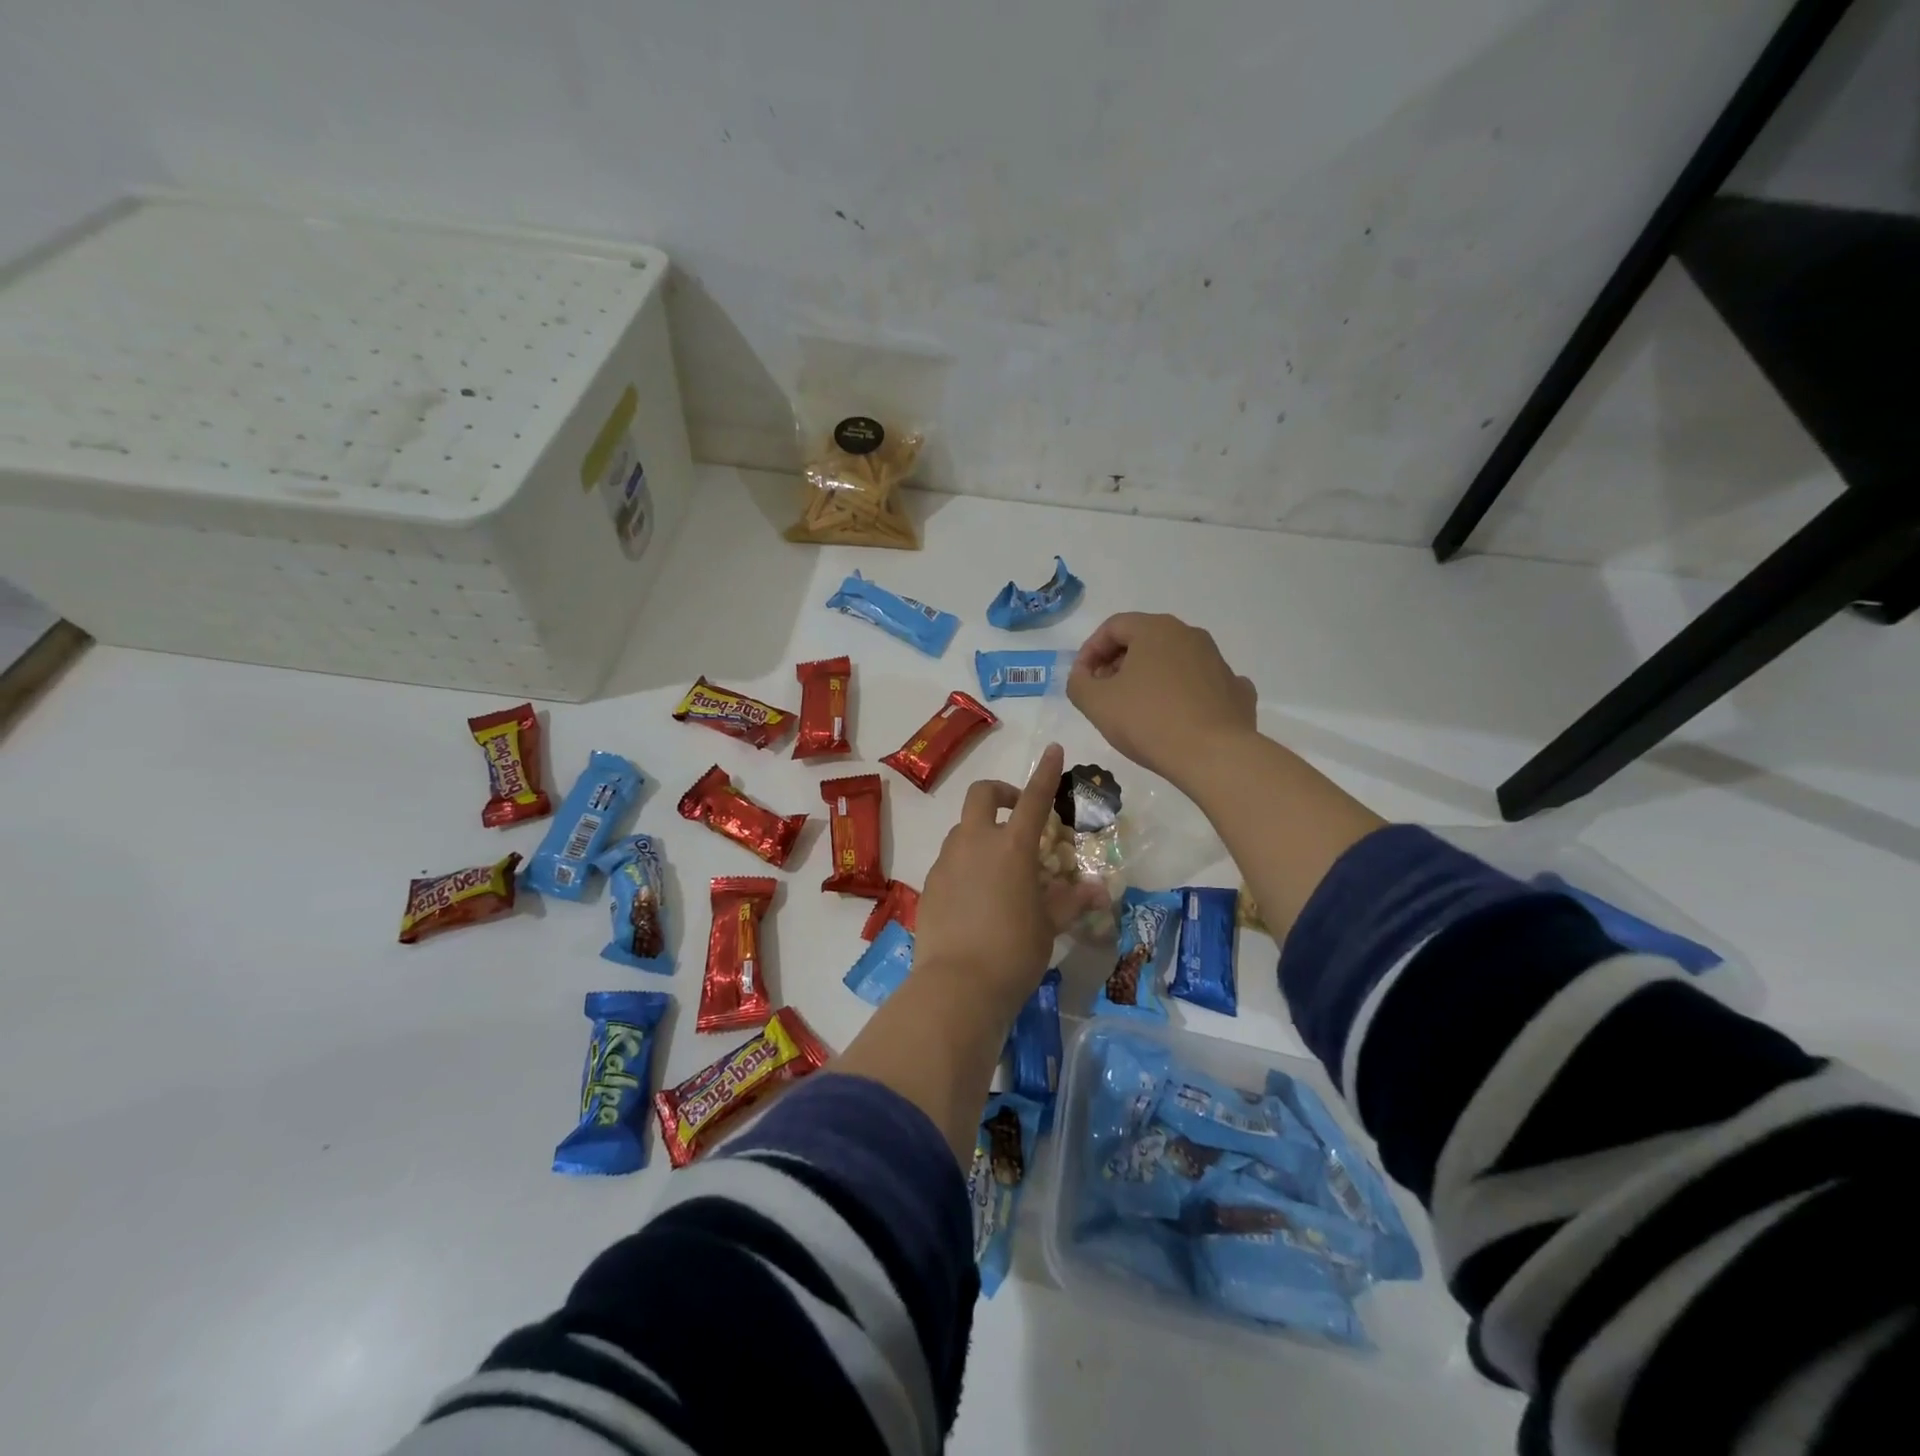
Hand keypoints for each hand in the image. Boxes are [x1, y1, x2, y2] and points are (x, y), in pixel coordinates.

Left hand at [914, 743, 1100, 1010]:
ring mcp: (947, 861)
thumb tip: (1097, 889)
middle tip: (1016, 811)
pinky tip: (976, 895)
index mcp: (1012, 847)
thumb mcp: (1049, 926)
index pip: (1034, 798)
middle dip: (1000, 793)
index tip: (1053, 750)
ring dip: (982, 831)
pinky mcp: (930, 883)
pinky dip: (966, 862)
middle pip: (982, 795)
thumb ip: (1070, 901)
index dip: (1045, 772)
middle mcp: (976, 843)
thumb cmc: (1014, 951)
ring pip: (963, 828)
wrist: (957, 985)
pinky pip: (950, 859)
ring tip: (999, 865)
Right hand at [1067, 613, 1256, 790]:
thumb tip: (1084, 675)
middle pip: (1144, 640)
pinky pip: (1201, 683)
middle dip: (1118, 663)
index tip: (1081, 679)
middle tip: (1104, 692)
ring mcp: (1217, 661)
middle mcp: (1190, 635)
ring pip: (1174, 660)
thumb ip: (1079, 683)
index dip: (1090, 651)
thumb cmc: (1148, 721)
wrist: (1213, 755)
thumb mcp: (1096, 703)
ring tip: (1137, 709)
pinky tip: (1177, 716)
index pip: (1113, 626)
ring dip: (1150, 677)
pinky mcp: (1235, 689)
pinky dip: (1184, 693)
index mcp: (1155, 629)